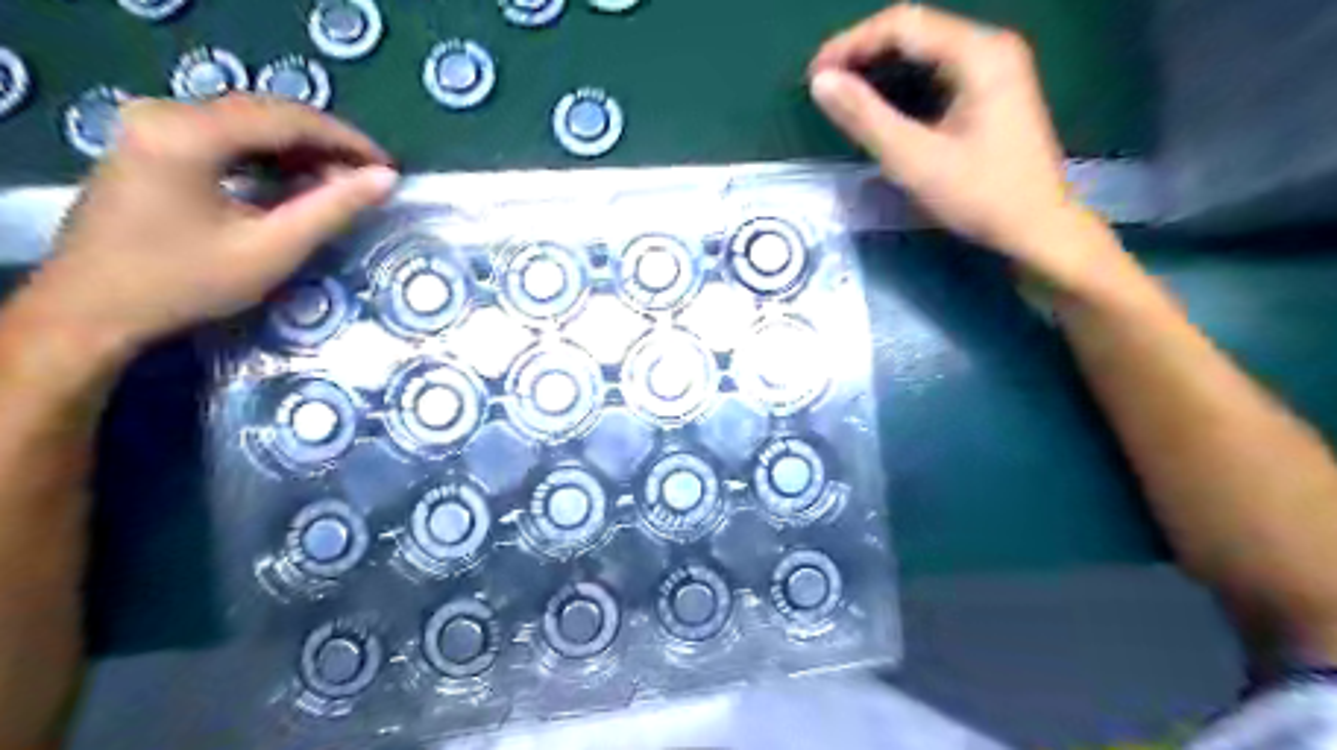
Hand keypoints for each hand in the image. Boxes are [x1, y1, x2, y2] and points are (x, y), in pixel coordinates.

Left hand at [30, 94, 394, 358]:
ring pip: (249, 121)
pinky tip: (294, 180)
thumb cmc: (187, 282)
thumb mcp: (272, 249)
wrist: (92, 308)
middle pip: (268, 113)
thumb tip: (386, 179)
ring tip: (340, 183)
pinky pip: (226, 134)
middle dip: (326, 143)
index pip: (288, 119)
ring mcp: (152, 123)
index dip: (347, 140)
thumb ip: (332, 209)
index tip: (389, 168)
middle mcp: (166, 112)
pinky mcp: (150, 140)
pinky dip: (269, 154)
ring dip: (300, 149)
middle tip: (368, 178)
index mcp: (189, 133)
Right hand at [802, 1, 1095, 272]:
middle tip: (824, 85)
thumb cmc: (980, 196)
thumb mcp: (915, 160)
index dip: (851, 43)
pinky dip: (901, 80)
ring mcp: (994, 66)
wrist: (1037, 227)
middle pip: (914, 30)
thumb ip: (866, 117)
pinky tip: (879, 102)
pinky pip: (936, 68)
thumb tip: (821, 82)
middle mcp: (990, 46)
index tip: (814, 75)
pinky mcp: (991, 88)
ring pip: (924, 48)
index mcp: (978, 54)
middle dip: (863, 52)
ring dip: (879, 66)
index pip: (903, 24)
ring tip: (842, 92)